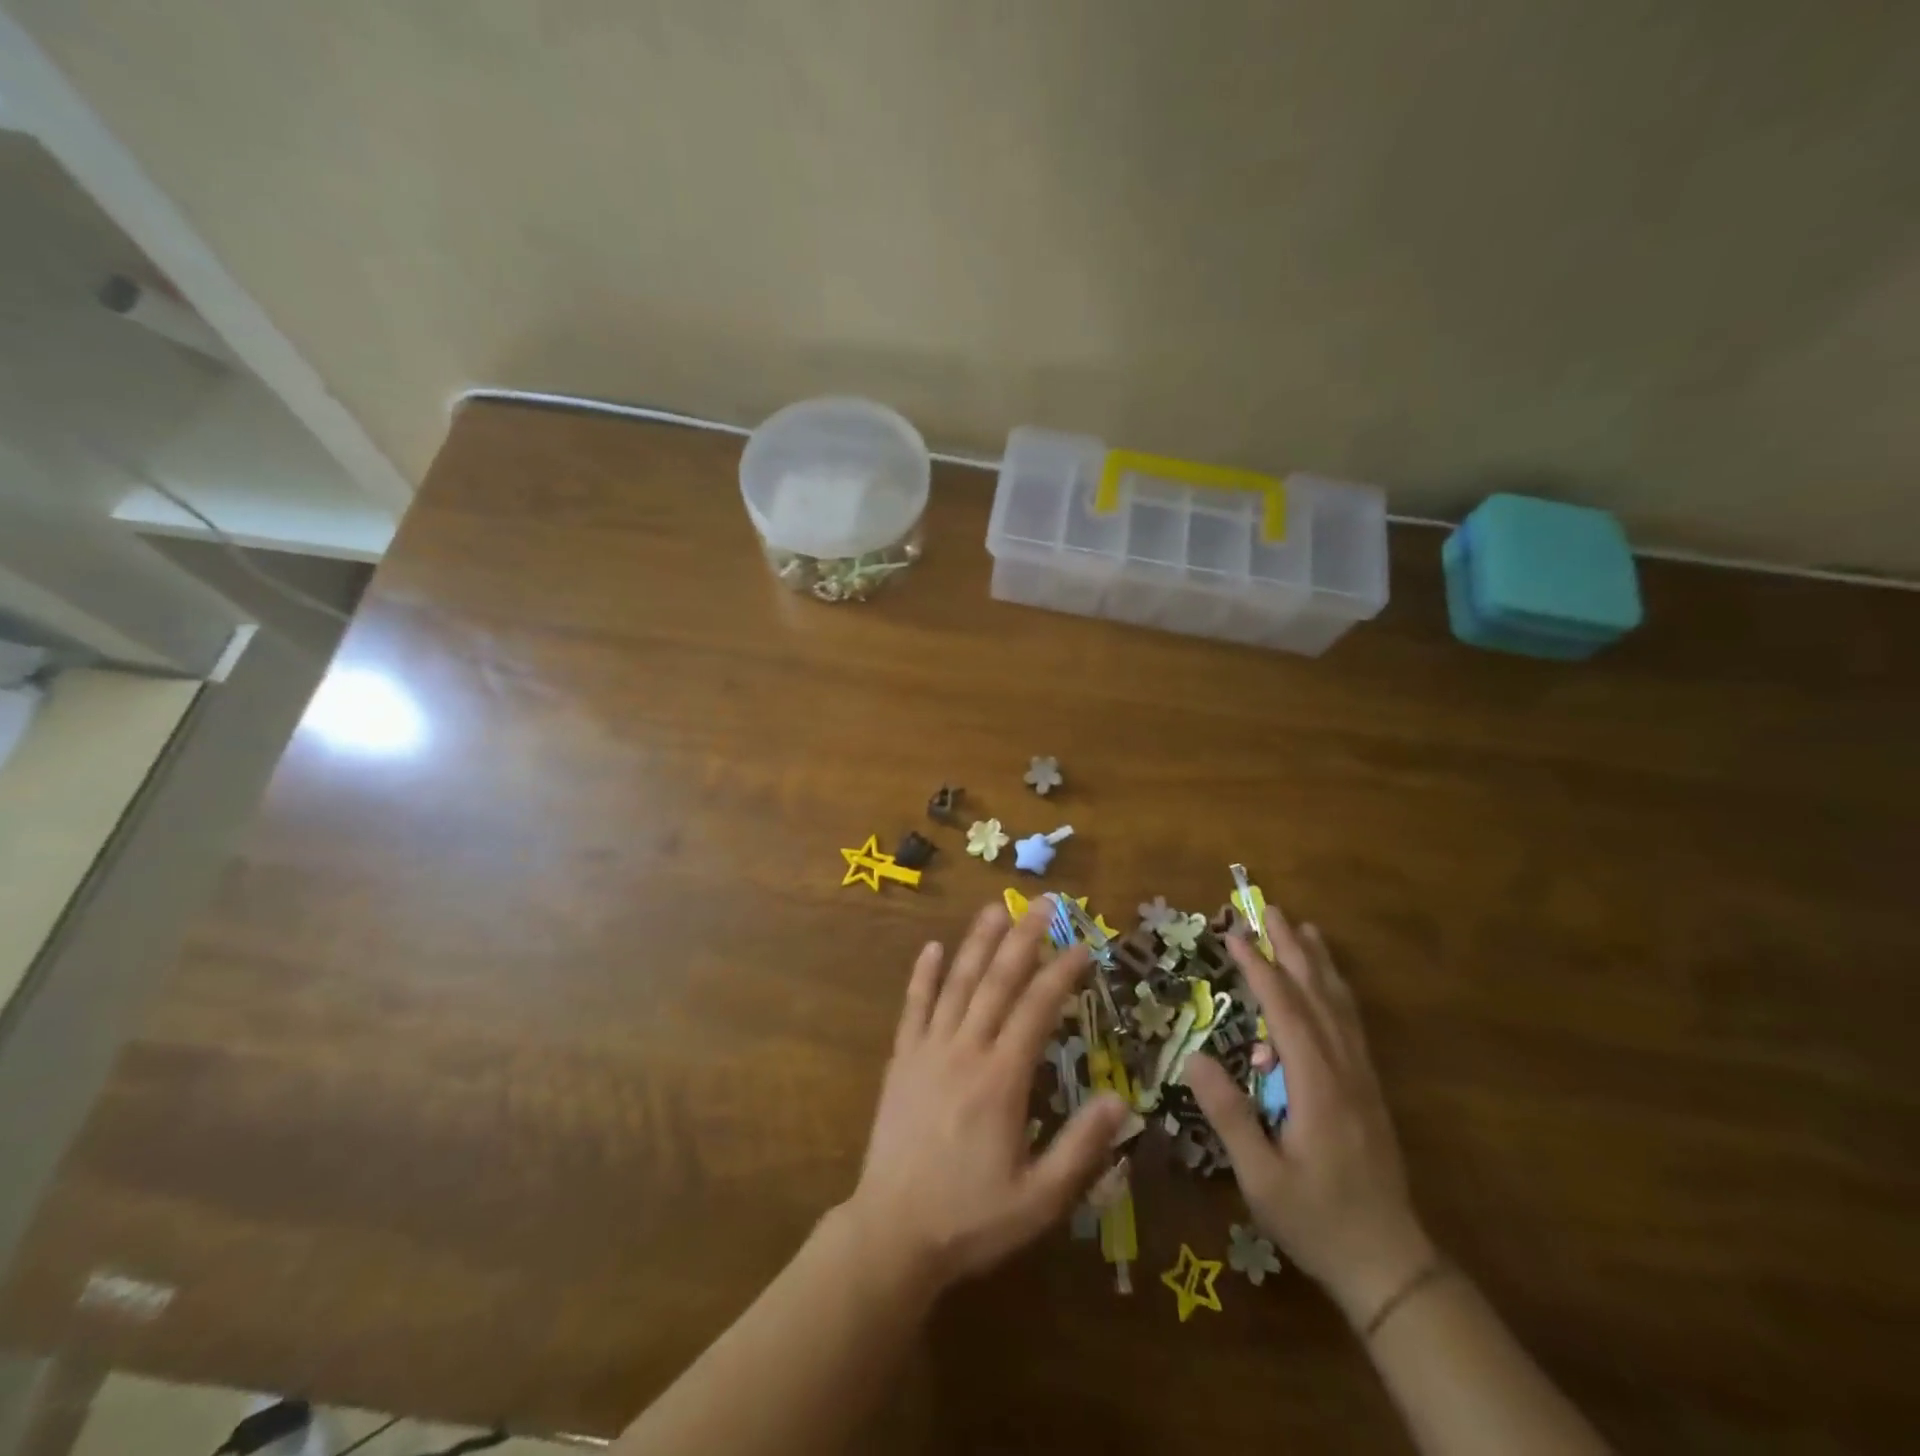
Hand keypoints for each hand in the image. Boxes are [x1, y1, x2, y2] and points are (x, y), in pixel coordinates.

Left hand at [843, 901, 1129, 1297]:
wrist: (892, 1233)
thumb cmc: (971, 1219)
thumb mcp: (1040, 1200)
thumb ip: (1081, 1149)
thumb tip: (1120, 1100)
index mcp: (1002, 1079)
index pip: (1037, 1009)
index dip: (1062, 973)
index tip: (1083, 946)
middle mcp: (965, 1051)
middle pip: (997, 981)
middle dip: (1023, 938)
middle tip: (1043, 902)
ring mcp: (928, 1050)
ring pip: (956, 984)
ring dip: (977, 943)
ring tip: (995, 908)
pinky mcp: (900, 1060)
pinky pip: (912, 1008)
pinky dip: (922, 976)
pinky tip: (931, 948)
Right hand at [1185, 906, 1434, 1326]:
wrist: (1389, 1262)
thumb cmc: (1316, 1220)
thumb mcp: (1262, 1178)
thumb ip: (1231, 1116)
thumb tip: (1195, 1057)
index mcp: (1317, 1086)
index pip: (1285, 1011)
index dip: (1260, 969)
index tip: (1235, 935)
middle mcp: (1344, 1070)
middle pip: (1317, 995)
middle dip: (1291, 949)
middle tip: (1270, 909)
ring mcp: (1361, 1077)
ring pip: (1340, 1005)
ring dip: (1318, 963)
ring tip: (1304, 928)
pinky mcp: (1367, 1088)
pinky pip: (1351, 1024)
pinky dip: (1337, 991)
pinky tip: (1328, 982)